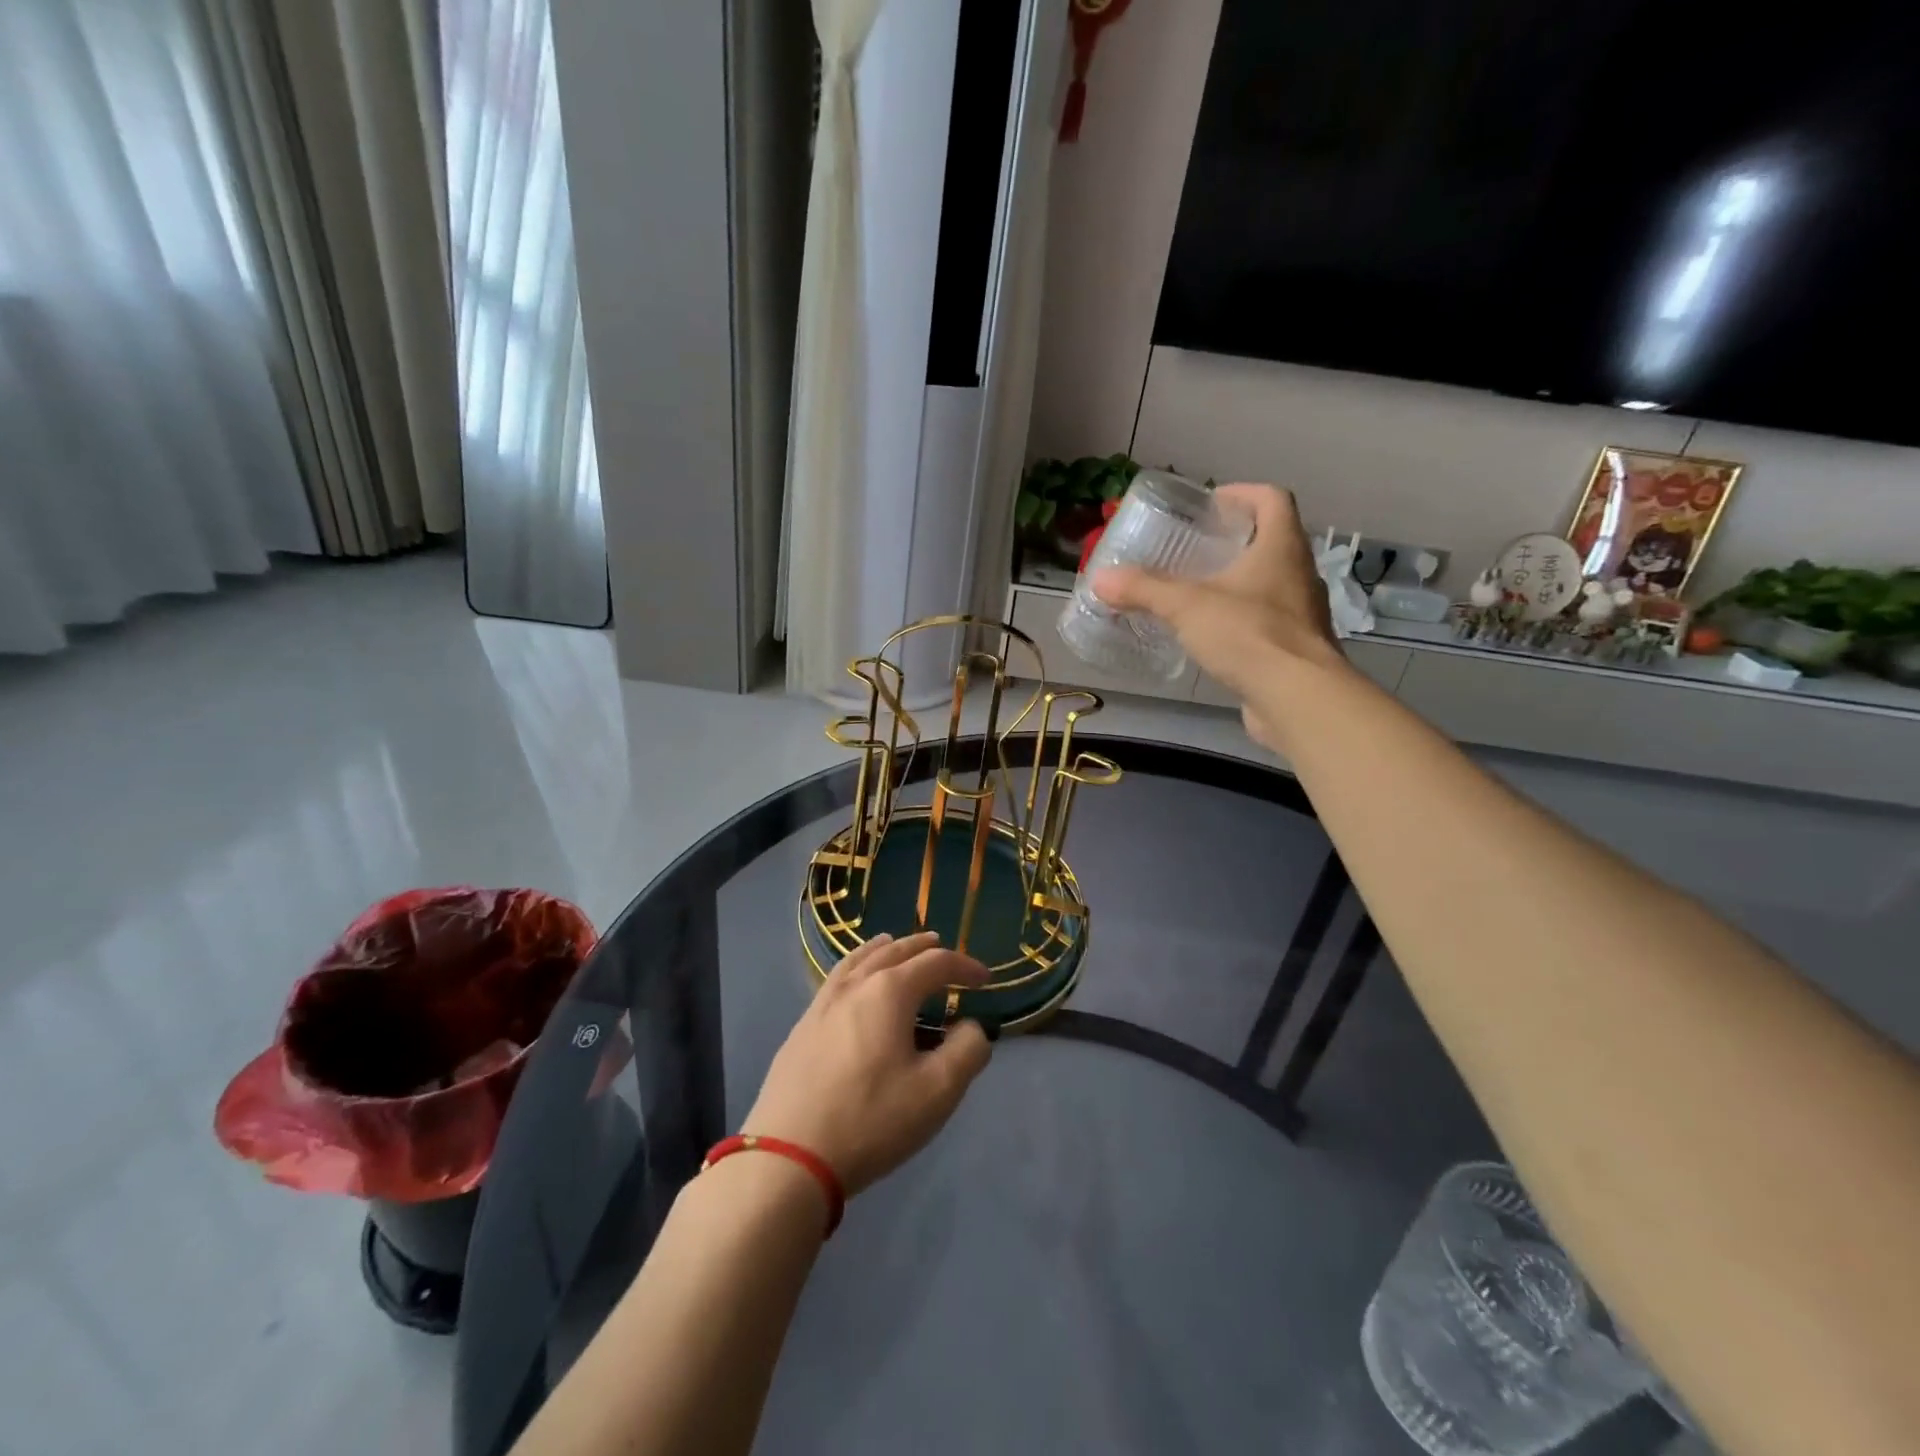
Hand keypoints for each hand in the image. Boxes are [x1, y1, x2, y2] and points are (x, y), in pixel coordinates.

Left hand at [743, 932, 992, 1197]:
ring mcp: (822, 1004)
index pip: (935, 963)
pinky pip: (836, 979)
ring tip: (894, 944)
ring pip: (858, 959)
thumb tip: (971, 1027)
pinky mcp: (802, 1027)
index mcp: (890, 991)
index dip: (964, 966)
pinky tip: (854, 983)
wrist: (790, 1156)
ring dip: (884, 949)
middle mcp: (855, 985)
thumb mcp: (938, 1091)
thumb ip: (967, 1051)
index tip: (985, 979)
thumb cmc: (872, 1119)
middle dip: (922, 947)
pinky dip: (856, 967)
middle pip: (893, 951)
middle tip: (941, 946)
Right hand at [1093, 483, 1349, 749]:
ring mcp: (1302, 614)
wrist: (1297, 698)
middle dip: (1234, 541)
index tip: (1211, 503)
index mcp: (1282, 548)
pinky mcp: (1296, 650)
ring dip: (1238, 583)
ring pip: (1270, 585)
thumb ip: (1144, 590)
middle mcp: (1299, 574)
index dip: (1243, 493)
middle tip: (1194, 549)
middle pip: (1271, 542)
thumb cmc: (1248, 634)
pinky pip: (1267, 623)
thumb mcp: (1187, 606)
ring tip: (1198, 593)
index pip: (1272, 499)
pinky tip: (1213, 636)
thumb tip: (1101, 578)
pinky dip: (1241, 621)